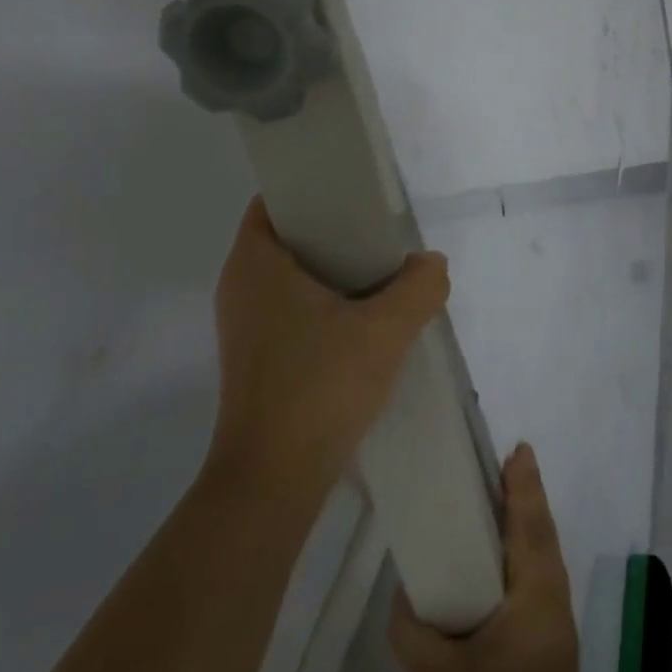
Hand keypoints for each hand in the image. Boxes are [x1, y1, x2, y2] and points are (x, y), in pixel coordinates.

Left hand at [207, 197, 448, 506]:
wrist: (274, 482)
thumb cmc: (320, 387)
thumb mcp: (386, 330)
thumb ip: (419, 286)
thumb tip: (431, 264)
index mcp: (255, 263)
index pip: (276, 200)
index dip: (316, 189)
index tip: (359, 195)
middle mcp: (240, 286)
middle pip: (291, 237)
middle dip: (337, 231)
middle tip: (383, 235)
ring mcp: (245, 326)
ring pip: (295, 277)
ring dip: (336, 272)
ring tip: (383, 275)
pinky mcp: (257, 358)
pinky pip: (293, 310)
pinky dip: (326, 305)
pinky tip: (365, 321)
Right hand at [390, 445, 585, 671]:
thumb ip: (411, 627)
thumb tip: (404, 587)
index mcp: (537, 598)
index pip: (532, 525)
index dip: (525, 485)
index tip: (518, 448)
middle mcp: (555, 600)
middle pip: (542, 533)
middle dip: (524, 495)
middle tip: (500, 462)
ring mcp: (557, 622)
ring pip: (543, 555)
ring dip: (524, 522)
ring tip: (495, 497)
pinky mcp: (551, 640)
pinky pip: (538, 576)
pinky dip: (522, 551)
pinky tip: (497, 555)